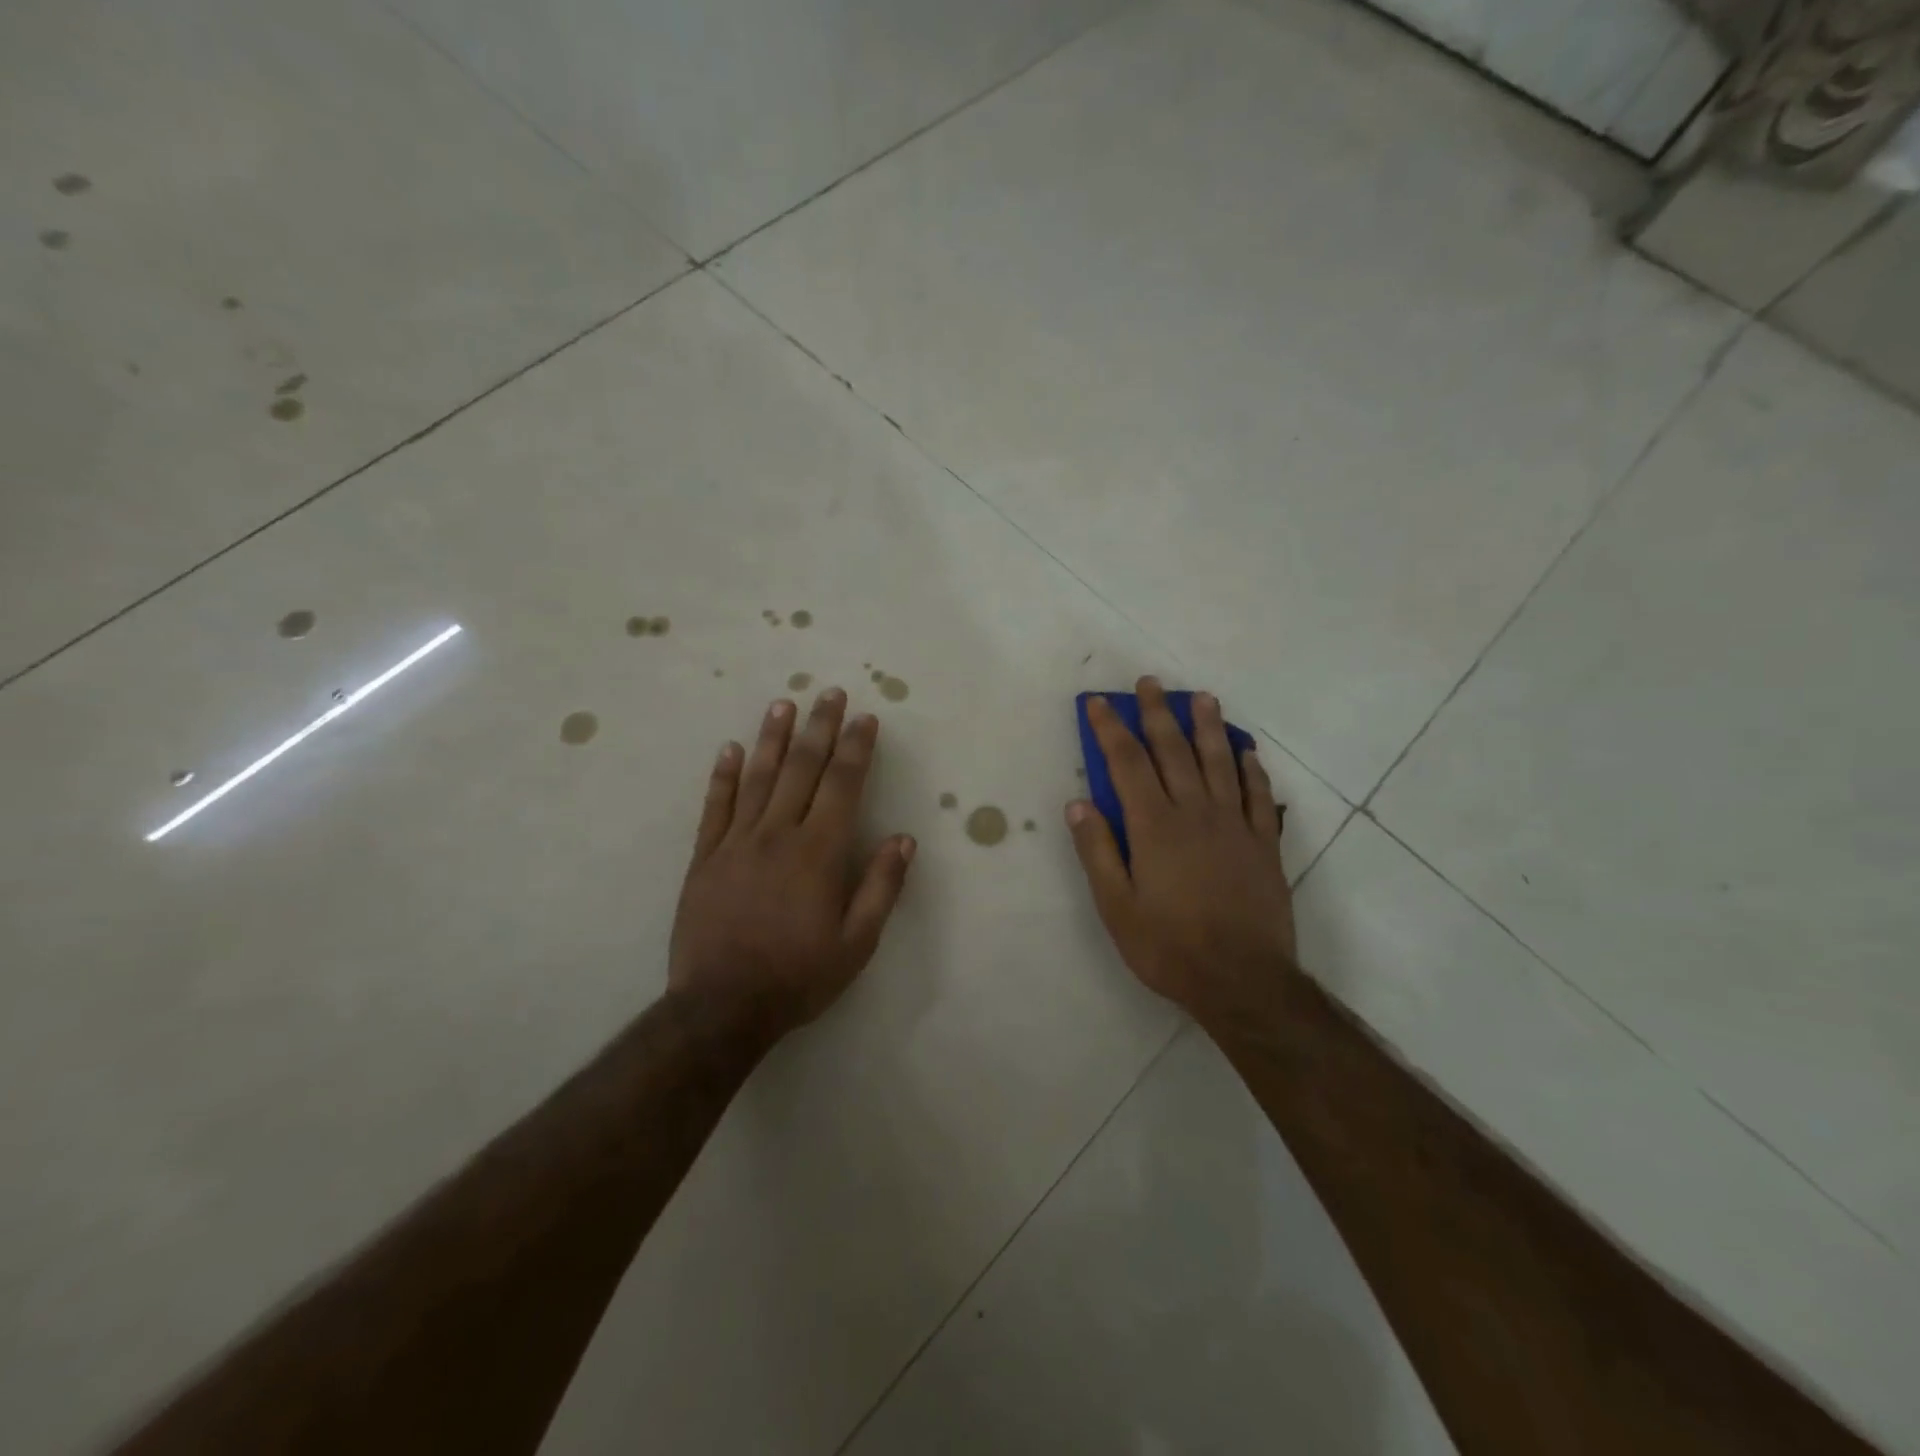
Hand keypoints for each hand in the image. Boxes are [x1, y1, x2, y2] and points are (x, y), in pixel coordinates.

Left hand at [669, 689, 914, 1037]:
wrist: (722, 1007)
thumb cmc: (798, 975)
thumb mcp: (857, 943)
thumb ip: (881, 887)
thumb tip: (904, 839)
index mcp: (819, 852)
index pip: (842, 785)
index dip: (856, 748)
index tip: (866, 718)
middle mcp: (778, 834)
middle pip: (802, 768)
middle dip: (820, 728)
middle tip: (829, 694)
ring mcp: (736, 843)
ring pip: (758, 778)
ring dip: (772, 738)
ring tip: (783, 704)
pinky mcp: (705, 858)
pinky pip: (715, 807)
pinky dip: (723, 776)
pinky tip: (730, 749)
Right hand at [1065, 677, 1294, 1027]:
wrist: (1242, 980)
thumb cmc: (1168, 946)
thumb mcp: (1116, 905)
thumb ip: (1096, 850)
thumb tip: (1078, 802)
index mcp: (1154, 826)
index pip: (1127, 763)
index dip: (1110, 729)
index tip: (1098, 703)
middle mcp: (1194, 812)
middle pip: (1173, 751)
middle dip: (1156, 714)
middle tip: (1149, 683)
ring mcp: (1234, 825)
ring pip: (1219, 762)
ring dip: (1207, 726)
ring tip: (1200, 697)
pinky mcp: (1263, 843)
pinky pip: (1257, 795)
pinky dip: (1251, 769)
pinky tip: (1247, 751)